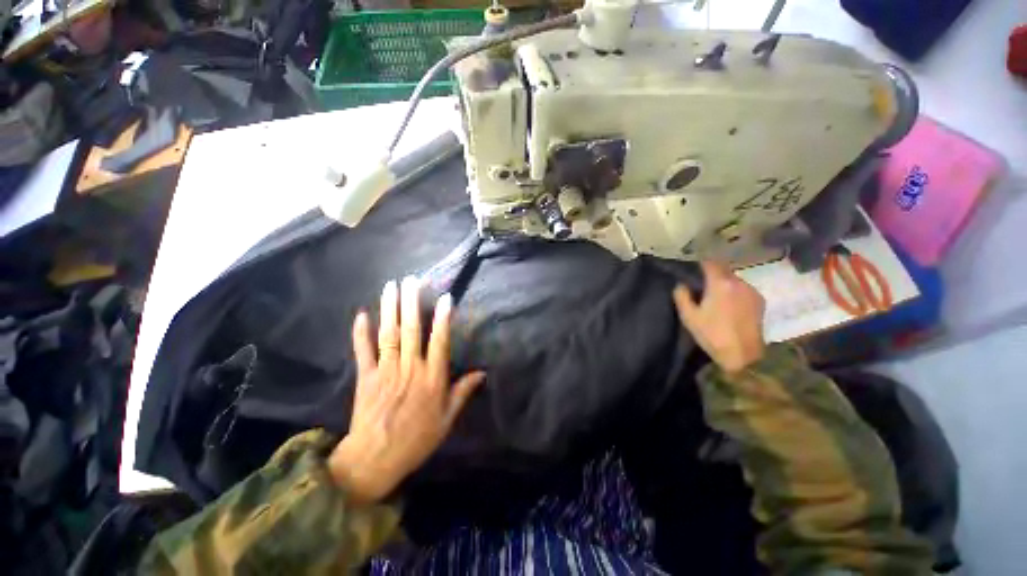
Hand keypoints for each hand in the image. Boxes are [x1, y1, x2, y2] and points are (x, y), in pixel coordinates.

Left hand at [328, 276, 484, 502]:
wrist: (375, 460)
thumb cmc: (417, 439)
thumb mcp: (447, 419)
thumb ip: (462, 392)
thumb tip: (481, 373)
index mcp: (432, 379)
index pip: (439, 342)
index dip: (443, 319)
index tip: (444, 298)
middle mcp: (410, 368)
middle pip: (412, 330)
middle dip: (412, 302)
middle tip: (413, 280)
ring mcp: (386, 371)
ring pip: (389, 334)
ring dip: (390, 308)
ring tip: (392, 286)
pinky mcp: (366, 377)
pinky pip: (363, 351)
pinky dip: (361, 332)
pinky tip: (362, 314)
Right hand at [673, 261, 766, 373]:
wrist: (743, 355)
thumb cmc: (712, 334)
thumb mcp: (688, 316)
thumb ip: (682, 296)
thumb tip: (681, 284)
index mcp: (720, 283)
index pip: (709, 263)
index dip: (700, 264)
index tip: (692, 269)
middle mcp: (738, 282)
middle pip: (723, 269)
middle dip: (712, 273)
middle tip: (702, 284)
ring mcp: (752, 291)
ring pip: (734, 279)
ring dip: (724, 282)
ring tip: (716, 296)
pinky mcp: (760, 301)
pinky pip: (743, 289)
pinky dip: (735, 291)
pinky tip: (729, 304)